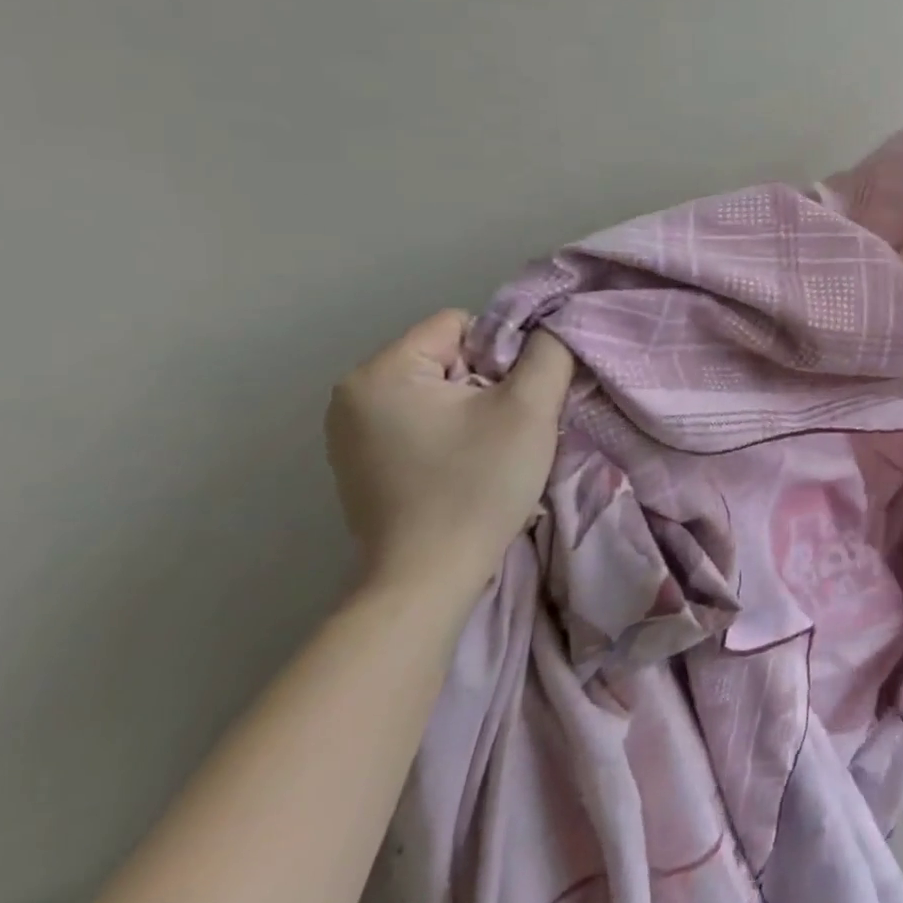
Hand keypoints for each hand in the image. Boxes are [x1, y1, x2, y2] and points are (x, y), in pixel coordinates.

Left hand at [325, 311, 574, 606]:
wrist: (427, 579)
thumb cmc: (477, 485)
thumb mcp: (530, 408)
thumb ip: (550, 352)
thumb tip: (553, 328)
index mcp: (383, 371)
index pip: (461, 324)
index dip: (503, 352)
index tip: (514, 399)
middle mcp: (353, 393)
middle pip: (448, 356)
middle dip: (488, 381)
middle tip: (507, 427)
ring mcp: (350, 432)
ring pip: (438, 389)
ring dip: (473, 408)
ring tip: (488, 448)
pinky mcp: (360, 462)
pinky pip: (420, 420)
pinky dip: (451, 432)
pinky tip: (463, 466)